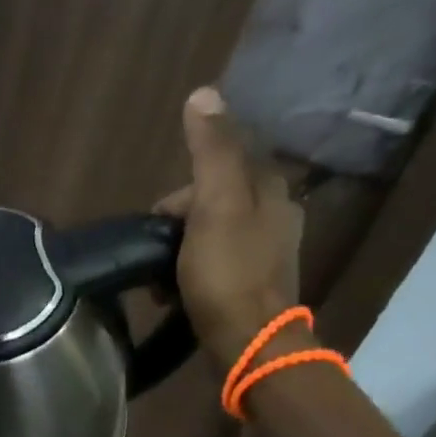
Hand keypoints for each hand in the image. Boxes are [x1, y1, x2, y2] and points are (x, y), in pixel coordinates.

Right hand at [155, 87, 305, 367]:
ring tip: (163, 281)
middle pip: (211, 202)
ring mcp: (266, 252)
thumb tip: (204, 93)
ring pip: (209, 234)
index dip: (179, 193)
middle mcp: (276, 215)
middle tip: (159, 256)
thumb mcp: (216, 204)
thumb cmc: (227, 273)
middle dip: (177, 225)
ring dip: (179, 252)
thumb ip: (210, 150)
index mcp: (271, 190)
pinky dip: (191, 273)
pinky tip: (177, 294)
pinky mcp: (253, 284)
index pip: (217, 168)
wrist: (248, 342)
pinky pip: (214, 263)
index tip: (160, 222)